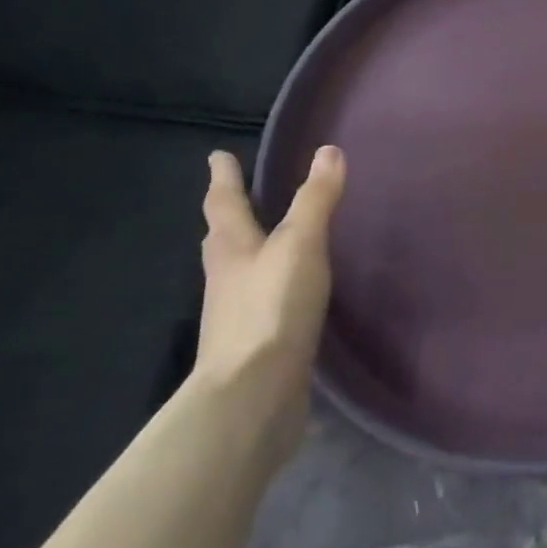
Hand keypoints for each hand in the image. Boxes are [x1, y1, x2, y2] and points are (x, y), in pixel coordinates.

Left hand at [197, 147, 345, 463]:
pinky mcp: (255, 346)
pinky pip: (261, 303)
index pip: (224, 204)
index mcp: (232, 249)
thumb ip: (315, 200)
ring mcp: (237, 315)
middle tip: (235, 197)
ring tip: (266, 242)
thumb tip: (328, 151)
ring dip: (248, 253)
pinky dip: (270, 288)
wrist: (253, 396)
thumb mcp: (300, 245)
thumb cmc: (272, 308)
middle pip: (223, 239)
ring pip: (239, 272)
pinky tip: (290, 294)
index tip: (218, 156)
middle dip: (229, 216)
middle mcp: (227, 279)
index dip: (224, 178)